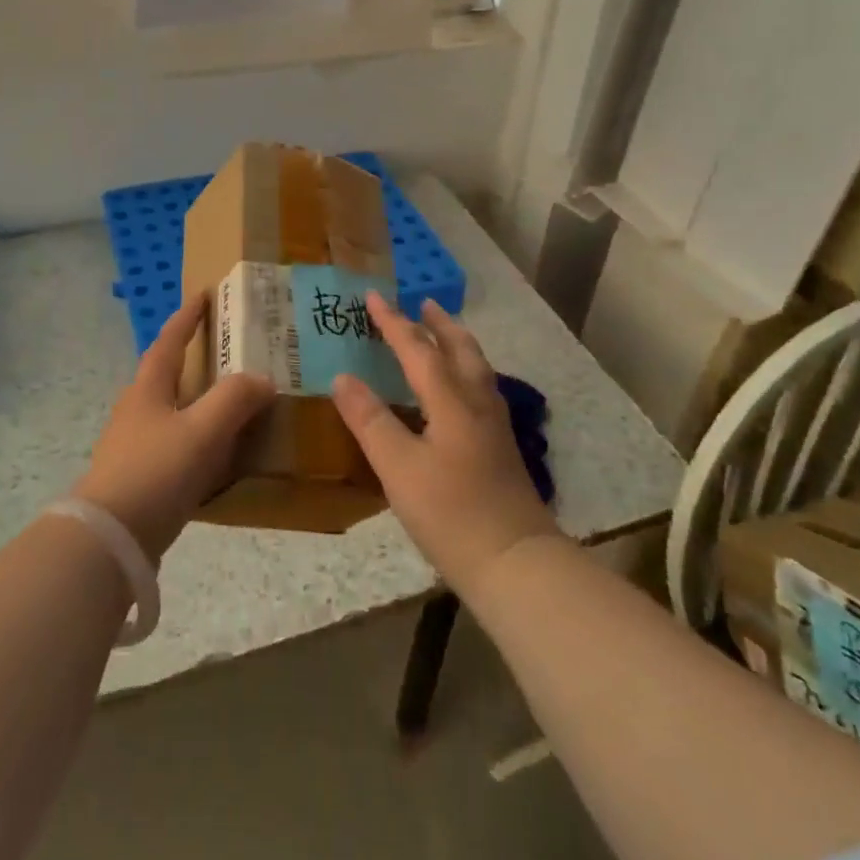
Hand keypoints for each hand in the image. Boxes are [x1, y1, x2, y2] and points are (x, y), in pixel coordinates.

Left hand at [72, 294, 275, 562]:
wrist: (108, 539)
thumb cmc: (155, 471)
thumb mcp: (203, 431)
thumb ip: (236, 400)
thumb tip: (263, 379)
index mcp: (148, 388)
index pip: (170, 340)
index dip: (188, 316)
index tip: (204, 294)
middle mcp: (137, 410)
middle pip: (166, 373)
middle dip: (193, 358)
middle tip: (227, 352)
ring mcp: (133, 445)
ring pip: (171, 410)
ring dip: (197, 400)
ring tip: (230, 403)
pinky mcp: (138, 477)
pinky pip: (174, 444)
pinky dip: (197, 437)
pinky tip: (216, 455)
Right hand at [332, 294, 559, 595]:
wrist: (516, 563)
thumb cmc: (451, 514)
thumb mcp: (398, 469)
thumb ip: (370, 421)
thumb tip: (343, 377)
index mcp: (450, 401)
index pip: (418, 349)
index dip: (393, 322)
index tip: (373, 296)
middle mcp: (476, 403)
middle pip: (461, 349)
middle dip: (439, 323)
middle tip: (422, 303)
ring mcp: (494, 425)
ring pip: (476, 367)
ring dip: (456, 342)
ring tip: (441, 334)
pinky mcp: (501, 447)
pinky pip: (480, 388)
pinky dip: (465, 370)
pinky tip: (458, 389)